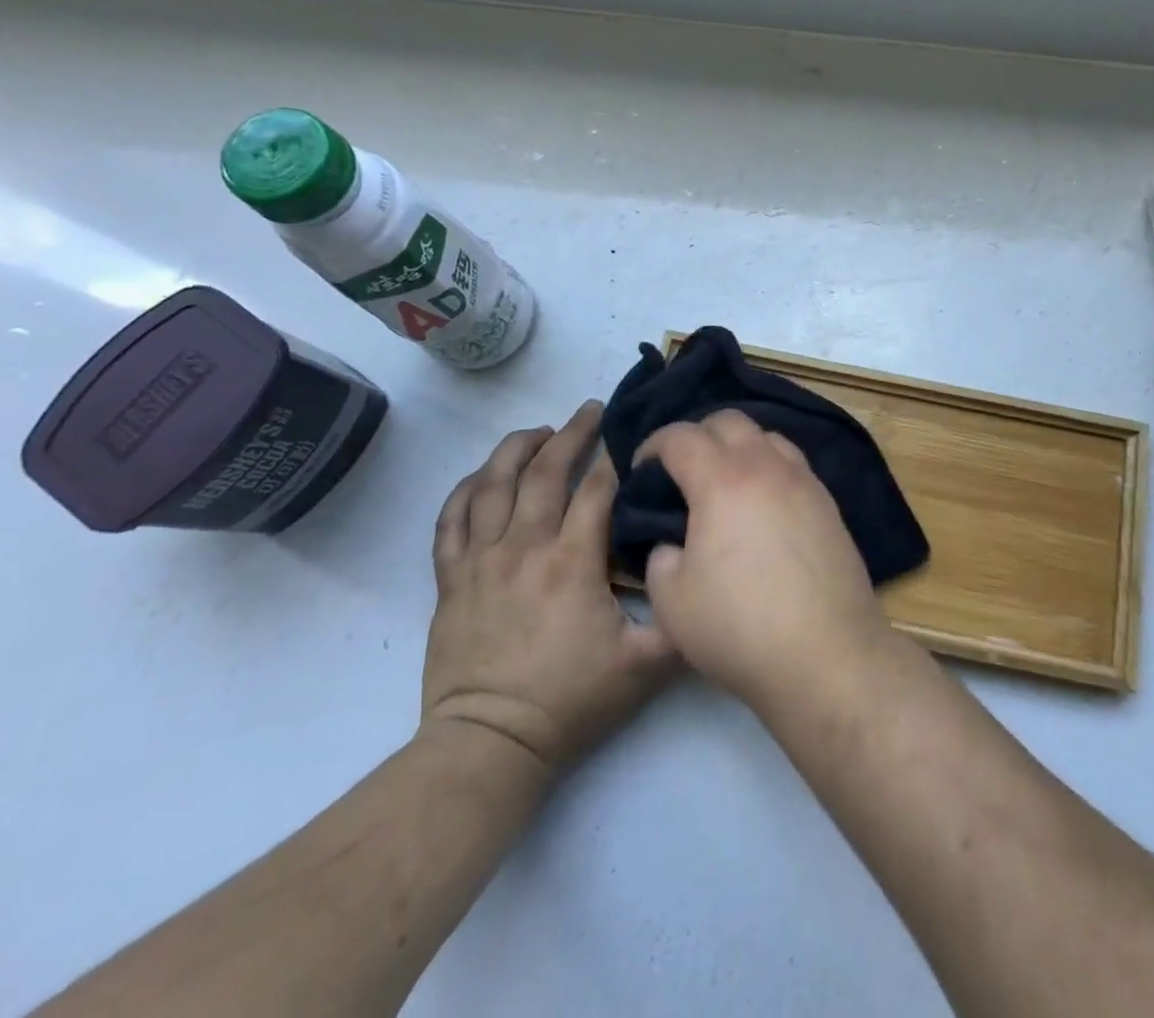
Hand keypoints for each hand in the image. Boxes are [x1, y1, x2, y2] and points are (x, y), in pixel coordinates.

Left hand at [421, 401, 675, 773]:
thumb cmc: (569, 702)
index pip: (596, 489)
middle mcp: (524, 547)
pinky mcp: (451, 579)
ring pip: (492, 484)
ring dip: (516, 448)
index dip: (615, 457)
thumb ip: (681, 620)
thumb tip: (703, 577)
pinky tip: (482, 476)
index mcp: (571, 562)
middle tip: (589, 410)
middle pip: (544, 471)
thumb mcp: (644, 667)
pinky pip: (451, 520)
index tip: (629, 437)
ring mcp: (481, 560)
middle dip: (570, 434)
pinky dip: (466, 490)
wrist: (490, 744)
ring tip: (538, 431)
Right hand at [637, 410, 893, 709]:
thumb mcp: (672, 602)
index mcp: (722, 481)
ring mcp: (805, 481)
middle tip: (682, 469)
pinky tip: (763, 502)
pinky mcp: (829, 503)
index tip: (642, 469)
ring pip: (767, 436)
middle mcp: (767, 467)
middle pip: (729, 421)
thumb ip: (661, 558)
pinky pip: (793, 463)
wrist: (827, 655)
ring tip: (725, 481)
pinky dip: (769, 466)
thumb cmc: (740, 628)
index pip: (681, 437)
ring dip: (739, 446)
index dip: (653, 445)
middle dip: (698, 434)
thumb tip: (674, 544)